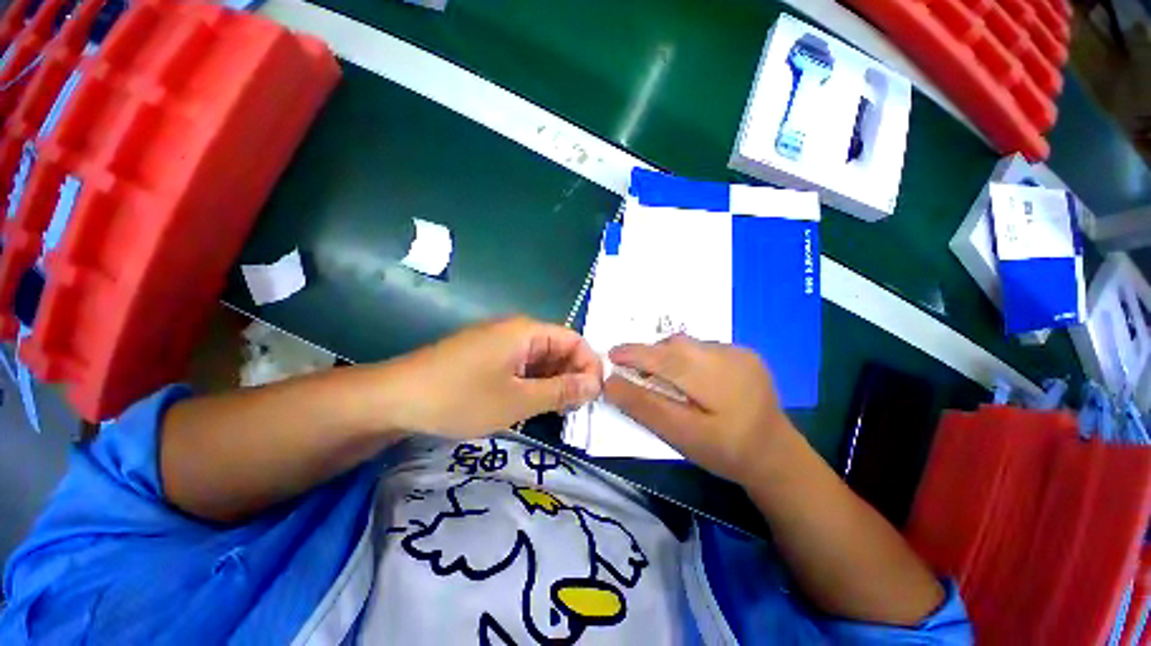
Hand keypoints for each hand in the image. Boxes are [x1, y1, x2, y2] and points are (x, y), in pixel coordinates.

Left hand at [385, 316, 602, 436]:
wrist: (394, 398)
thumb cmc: (461, 397)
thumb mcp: (518, 400)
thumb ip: (561, 391)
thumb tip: (595, 385)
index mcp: (527, 331)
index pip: (575, 340)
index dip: (589, 365)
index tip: (595, 396)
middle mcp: (516, 331)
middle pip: (558, 349)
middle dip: (572, 376)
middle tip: (577, 409)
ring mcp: (500, 344)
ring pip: (540, 360)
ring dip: (553, 383)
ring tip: (558, 411)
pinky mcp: (487, 357)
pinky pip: (521, 366)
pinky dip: (533, 384)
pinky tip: (532, 404)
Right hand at [604, 335, 799, 484]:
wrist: (776, 456)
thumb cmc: (725, 451)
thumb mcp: (680, 434)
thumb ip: (644, 405)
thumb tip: (611, 383)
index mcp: (712, 376)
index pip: (661, 355)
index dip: (633, 354)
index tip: (611, 357)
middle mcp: (727, 354)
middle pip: (675, 345)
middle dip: (649, 355)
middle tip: (636, 374)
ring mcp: (739, 351)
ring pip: (688, 345)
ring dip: (668, 356)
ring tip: (663, 379)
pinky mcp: (745, 354)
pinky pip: (703, 348)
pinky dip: (687, 358)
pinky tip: (691, 380)